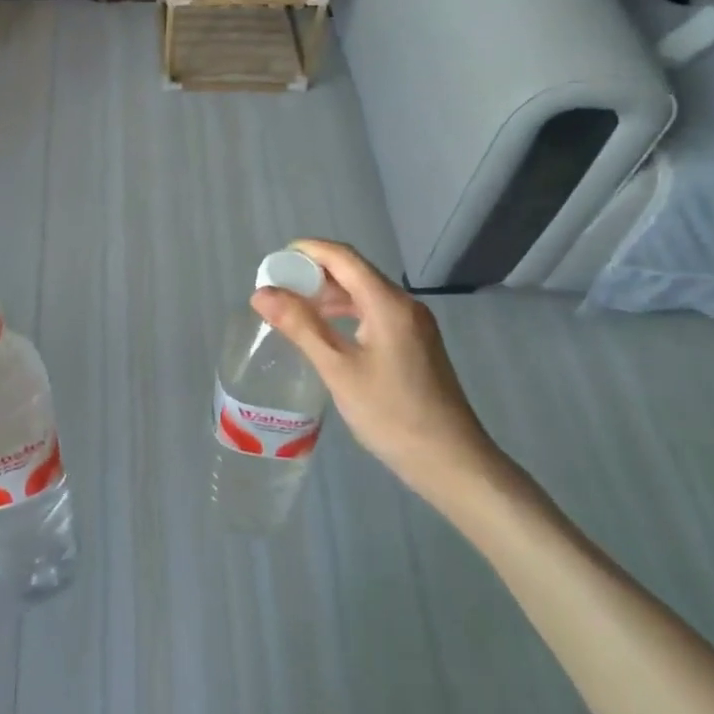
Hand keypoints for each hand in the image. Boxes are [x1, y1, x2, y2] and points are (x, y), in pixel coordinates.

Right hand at [252, 239, 507, 510]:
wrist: (452, 462)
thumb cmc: (392, 414)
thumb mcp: (338, 370)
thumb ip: (300, 326)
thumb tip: (262, 293)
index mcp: (388, 303)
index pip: (342, 256)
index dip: (306, 251)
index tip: (272, 264)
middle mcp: (404, 304)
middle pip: (354, 271)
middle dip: (313, 273)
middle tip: (277, 290)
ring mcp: (413, 324)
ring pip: (364, 292)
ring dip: (329, 294)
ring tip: (293, 310)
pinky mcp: (415, 343)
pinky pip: (374, 312)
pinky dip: (346, 312)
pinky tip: (326, 332)